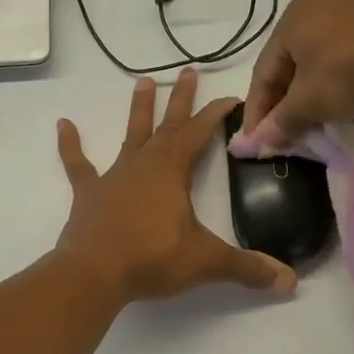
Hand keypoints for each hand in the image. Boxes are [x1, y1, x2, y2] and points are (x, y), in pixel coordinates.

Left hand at [55, 68, 297, 302]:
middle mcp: (144, 164)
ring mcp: (114, 177)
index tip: (232, 97)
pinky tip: (63, 125)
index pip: (200, 133)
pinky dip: (71, 146)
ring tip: (143, 81)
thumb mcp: (206, 262)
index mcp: (172, 171)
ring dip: (139, 110)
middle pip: (168, 125)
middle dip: (182, 100)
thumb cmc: (152, 259)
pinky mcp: (89, 194)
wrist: (93, 273)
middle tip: (189, 71)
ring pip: (130, 135)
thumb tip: (290, 282)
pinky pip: (78, 165)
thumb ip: (247, 268)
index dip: (217, 113)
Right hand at [236, 0, 353, 152]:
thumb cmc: (348, 71)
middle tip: (284, 132)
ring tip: (313, 119)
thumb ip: (282, 121)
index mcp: (290, 21)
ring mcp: (350, 8)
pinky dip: (337, 78)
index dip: (257, 110)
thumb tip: (260, 142)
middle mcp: (315, 7)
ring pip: (318, 58)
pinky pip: (345, 53)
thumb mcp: (310, 102)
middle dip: (285, 101)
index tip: (256, 141)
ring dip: (311, 91)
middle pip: (290, 63)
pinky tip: (343, 97)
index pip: (263, 72)